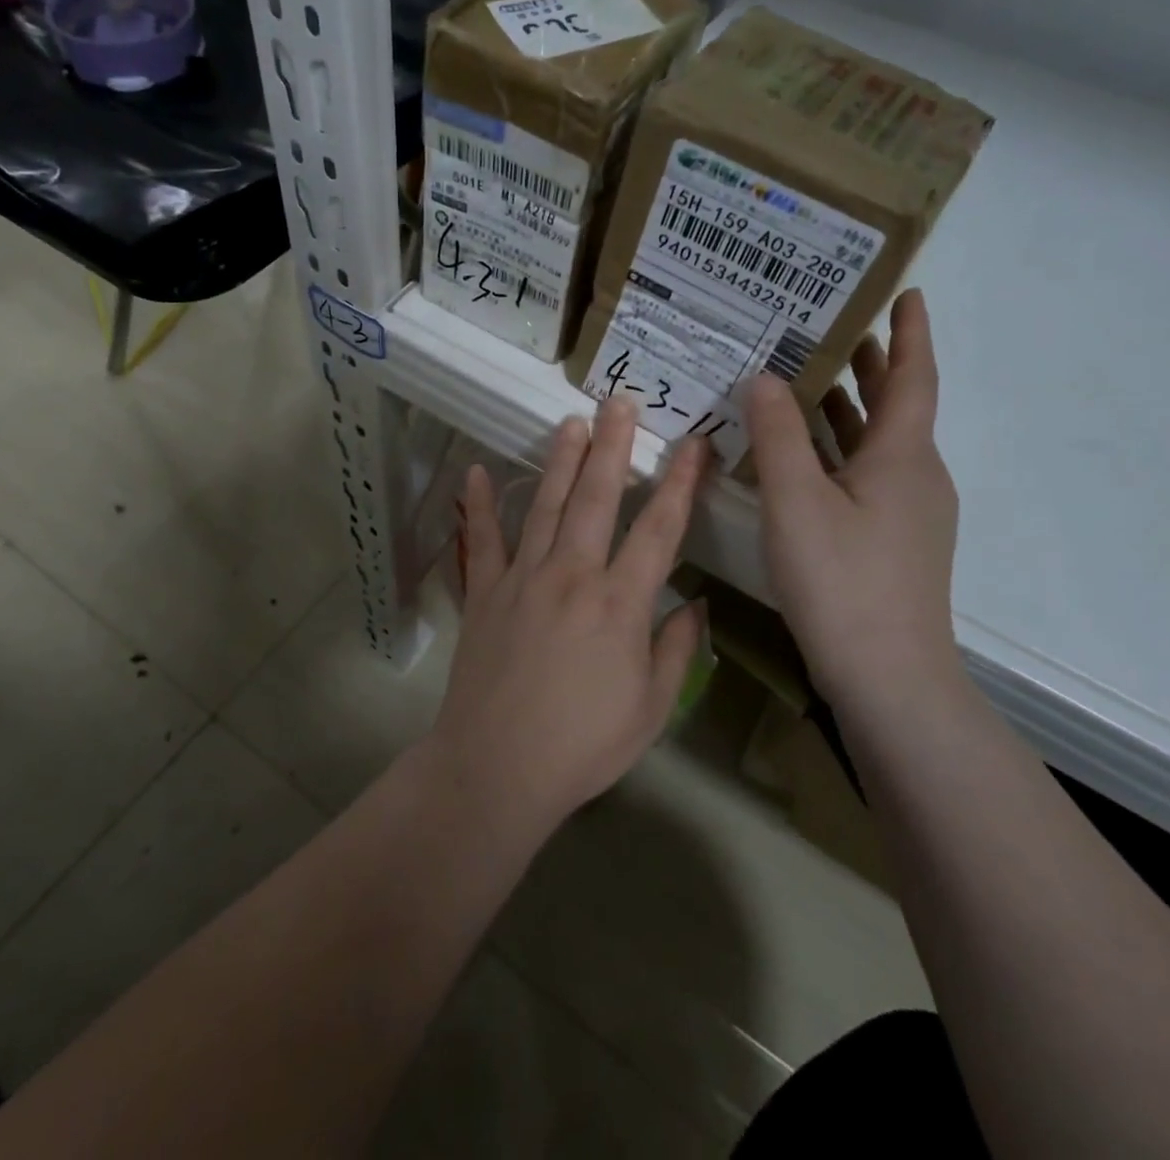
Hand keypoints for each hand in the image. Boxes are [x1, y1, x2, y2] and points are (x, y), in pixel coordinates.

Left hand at [427, 398, 708, 832]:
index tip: (694, 444)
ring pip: (546, 505)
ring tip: (573, 422)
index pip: (659, 529)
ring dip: (562, 460)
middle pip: (598, 498)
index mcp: (620, 604)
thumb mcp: (650, 709)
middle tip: (620, 402)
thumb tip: (694, 606)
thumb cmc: (583, 745)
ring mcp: (523, 578)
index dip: (680, 483)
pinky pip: (482, 540)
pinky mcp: (484, 592)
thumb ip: (675, 651)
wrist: (497, 767)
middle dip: (613, 446)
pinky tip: (474, 472)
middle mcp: (573, 575)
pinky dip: (478, 505)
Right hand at [746, 290, 959, 704]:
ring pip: (879, 444)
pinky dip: (839, 451)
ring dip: (850, 410)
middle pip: (897, 407)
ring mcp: (909, 513)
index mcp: (903, 456)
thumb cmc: (842, 578)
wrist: (887, 675)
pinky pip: (867, 475)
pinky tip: (803, 459)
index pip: (913, 377)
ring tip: (810, 383)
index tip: (906, 292)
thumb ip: (777, 435)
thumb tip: (764, 378)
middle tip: (835, 332)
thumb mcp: (796, 500)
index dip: (910, 333)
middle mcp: (916, 476)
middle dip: (871, 367)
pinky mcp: (894, 541)